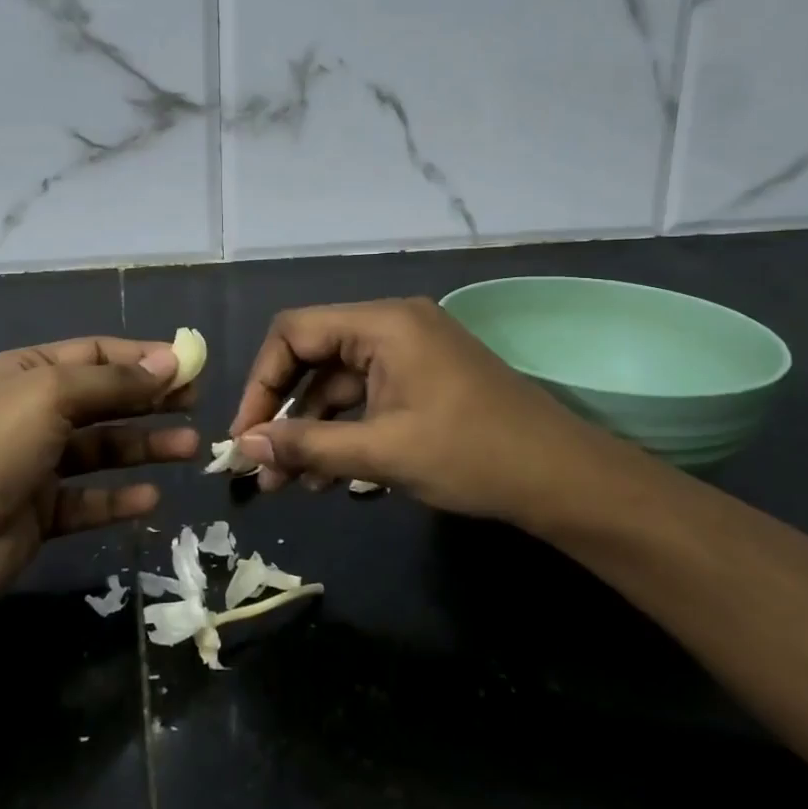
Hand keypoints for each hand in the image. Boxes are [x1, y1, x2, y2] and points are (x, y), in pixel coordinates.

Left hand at [0, 337, 199, 611]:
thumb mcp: (52, 394)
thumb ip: (113, 382)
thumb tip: (169, 362)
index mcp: (27, 373)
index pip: (95, 354)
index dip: (142, 358)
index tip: (189, 366)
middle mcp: (33, 413)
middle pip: (104, 400)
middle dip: (150, 400)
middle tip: (196, 404)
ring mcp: (36, 465)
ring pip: (102, 450)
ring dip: (145, 447)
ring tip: (189, 448)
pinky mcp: (41, 513)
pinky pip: (89, 500)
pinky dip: (119, 499)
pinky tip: (151, 498)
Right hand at [228, 298, 637, 525]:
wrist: (564, 479)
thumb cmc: (472, 455)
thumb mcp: (383, 452)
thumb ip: (308, 446)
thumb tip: (244, 447)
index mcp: (382, 324)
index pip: (294, 333)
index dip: (262, 381)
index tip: (246, 434)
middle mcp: (391, 326)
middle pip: (313, 357)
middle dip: (284, 412)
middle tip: (261, 465)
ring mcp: (408, 353)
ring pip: (337, 384)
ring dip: (311, 430)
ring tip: (288, 484)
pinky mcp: (420, 381)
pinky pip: (365, 398)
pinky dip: (343, 432)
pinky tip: (326, 477)